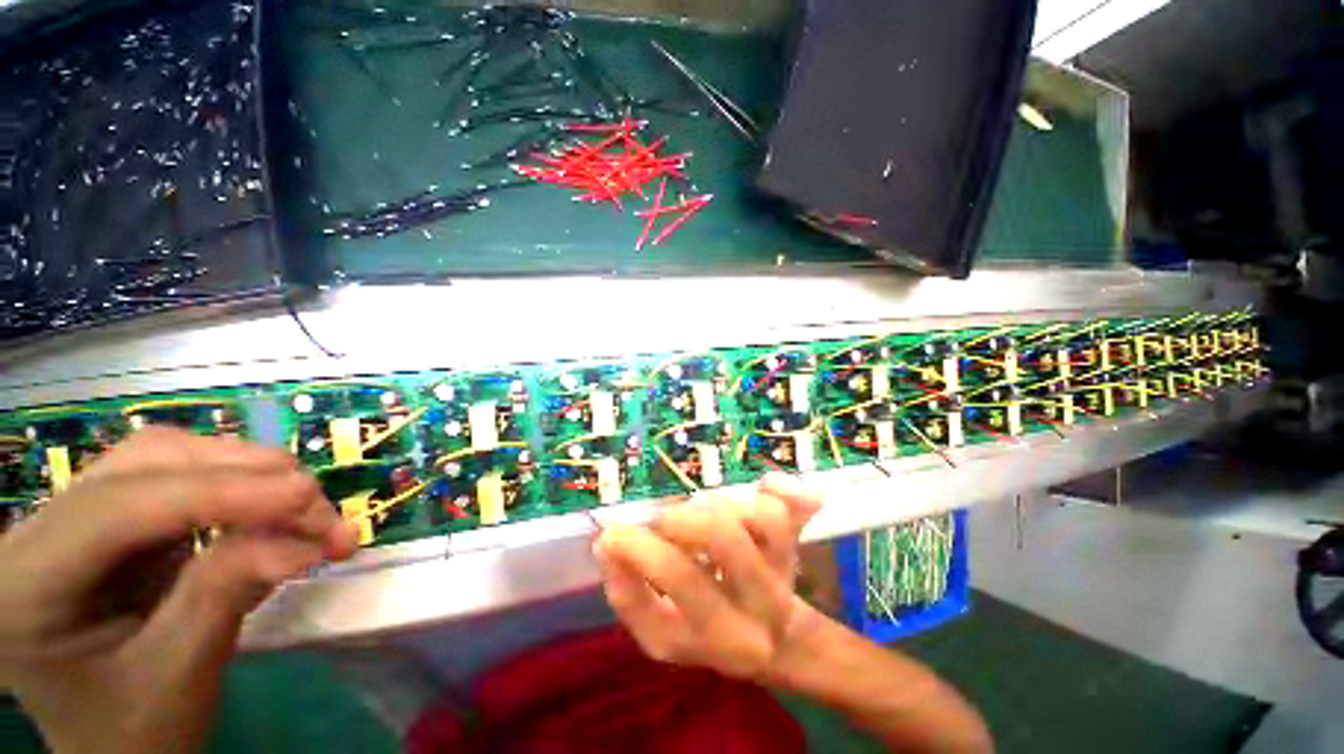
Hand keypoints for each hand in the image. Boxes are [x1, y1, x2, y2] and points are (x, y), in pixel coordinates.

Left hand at [0, 427, 356, 753]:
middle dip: (242, 476)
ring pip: (167, 459)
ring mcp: (71, 520)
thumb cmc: (139, 732)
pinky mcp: (110, 522)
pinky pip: (179, 479)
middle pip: (145, 462)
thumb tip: (306, 540)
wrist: (117, 746)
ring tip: (305, 509)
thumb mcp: (180, 673)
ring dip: (246, 476)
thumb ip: (227, 593)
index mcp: (25, 582)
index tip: (308, 495)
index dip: (219, 493)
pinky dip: (237, 490)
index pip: (119, 508)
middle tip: (316, 507)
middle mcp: (36, 532)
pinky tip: (271, 513)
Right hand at [592, 473, 822, 682]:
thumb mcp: (662, 634)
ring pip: (759, 513)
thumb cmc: (710, 633)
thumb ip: (630, 596)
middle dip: (681, 519)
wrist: (780, 641)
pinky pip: (796, 504)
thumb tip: (606, 544)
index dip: (640, 548)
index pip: (679, 578)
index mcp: (724, 633)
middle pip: (724, 535)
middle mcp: (763, 599)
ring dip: (721, 505)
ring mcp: (787, 563)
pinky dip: (781, 487)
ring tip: (702, 514)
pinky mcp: (799, 536)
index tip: (613, 533)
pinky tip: (766, 483)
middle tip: (662, 521)